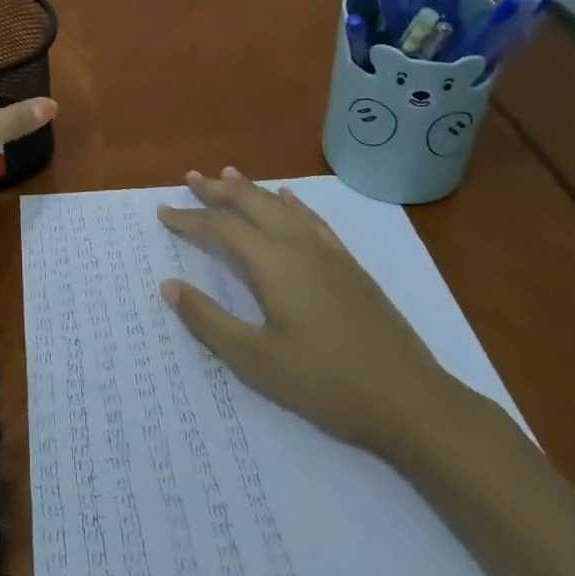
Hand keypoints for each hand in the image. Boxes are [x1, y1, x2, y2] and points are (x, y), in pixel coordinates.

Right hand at [158, 168, 474, 463]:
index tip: (163, 212)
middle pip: (252, 204)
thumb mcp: (257, 360)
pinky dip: (294, 204)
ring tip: (229, 174)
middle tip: (191, 177)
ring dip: (251, 190)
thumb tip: (168, 284)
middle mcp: (298, 246)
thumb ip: (209, 320)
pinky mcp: (350, 267)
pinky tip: (289, 199)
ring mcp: (329, 254)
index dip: (190, 218)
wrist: (411, 401)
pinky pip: (314, 221)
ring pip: (282, 206)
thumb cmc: (327, 383)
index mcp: (273, 263)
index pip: (221, 228)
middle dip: (218, 190)